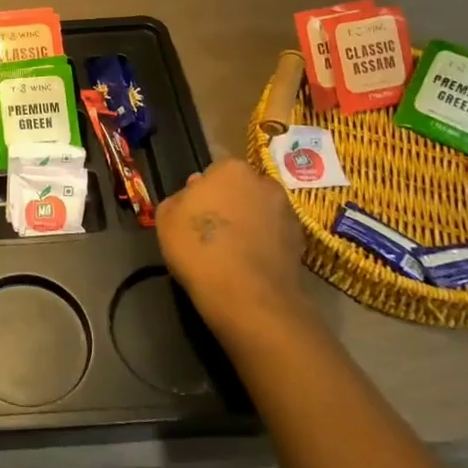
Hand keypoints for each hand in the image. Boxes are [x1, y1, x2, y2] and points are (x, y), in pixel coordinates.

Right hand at [155, 159, 311, 346]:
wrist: (249, 298)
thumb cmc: (199, 248)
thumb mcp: (166, 218)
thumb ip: (178, 199)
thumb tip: (194, 195)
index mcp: (231, 169)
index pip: (213, 173)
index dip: (202, 194)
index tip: (194, 215)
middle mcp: (264, 183)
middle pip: (241, 190)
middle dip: (229, 204)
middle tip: (212, 232)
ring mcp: (287, 213)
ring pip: (260, 213)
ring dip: (249, 224)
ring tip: (231, 253)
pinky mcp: (301, 243)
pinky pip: (274, 237)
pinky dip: (264, 246)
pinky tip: (248, 266)